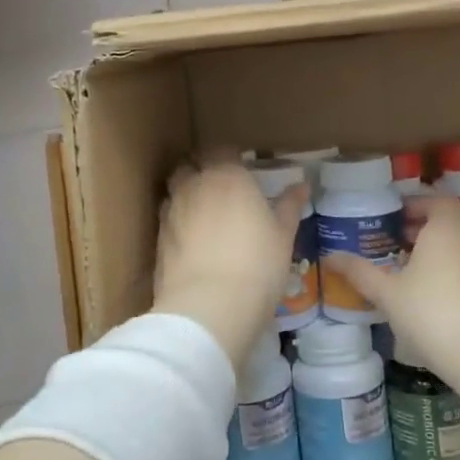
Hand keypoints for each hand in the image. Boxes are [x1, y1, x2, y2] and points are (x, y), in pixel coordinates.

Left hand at [154, 158, 306, 368]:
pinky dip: (179, 223)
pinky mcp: (158, 239)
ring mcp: (172, 211)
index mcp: (227, 176)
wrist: (209, 308)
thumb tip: (301, 186)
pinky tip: (193, 243)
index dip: (232, 158)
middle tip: (222, 191)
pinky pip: (168, 219)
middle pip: (191, 166)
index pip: (223, 150)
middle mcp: (194, 185)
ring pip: (176, 191)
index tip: (244, 171)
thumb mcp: (283, 236)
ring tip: (206, 217)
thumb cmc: (257, 265)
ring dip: (187, 196)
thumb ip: (289, 206)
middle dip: (202, 171)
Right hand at [322, 197, 459, 382]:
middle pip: (458, 215)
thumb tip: (330, 257)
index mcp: (446, 227)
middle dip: (433, 221)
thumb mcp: (388, 293)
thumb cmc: (432, 313)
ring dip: (449, 242)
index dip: (416, 205)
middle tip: (406, 236)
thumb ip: (360, 272)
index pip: (437, 200)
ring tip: (421, 262)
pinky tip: (440, 288)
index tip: (395, 218)